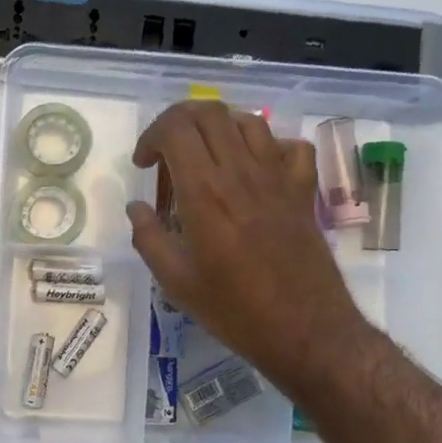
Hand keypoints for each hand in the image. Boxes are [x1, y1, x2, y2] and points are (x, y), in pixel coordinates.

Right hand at [126, 101, 366, 400]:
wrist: (305, 329)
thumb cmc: (234, 310)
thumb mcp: (176, 282)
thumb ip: (148, 238)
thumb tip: (136, 208)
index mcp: (204, 192)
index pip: (175, 128)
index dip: (151, 136)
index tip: (144, 165)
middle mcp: (241, 172)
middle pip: (209, 112)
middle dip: (179, 121)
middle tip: (168, 152)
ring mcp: (277, 177)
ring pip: (247, 121)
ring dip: (219, 128)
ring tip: (206, 157)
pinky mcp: (303, 190)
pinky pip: (290, 147)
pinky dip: (268, 146)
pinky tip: (255, 168)